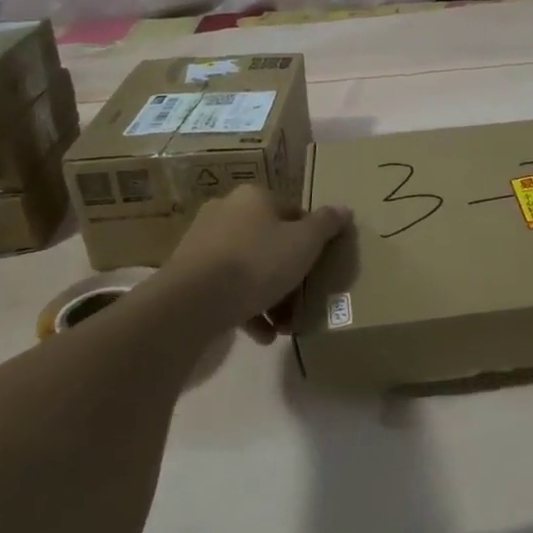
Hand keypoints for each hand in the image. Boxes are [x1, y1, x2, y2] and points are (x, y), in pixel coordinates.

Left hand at [154, 184, 350, 342]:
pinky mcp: (188, 275)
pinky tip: (262, 335)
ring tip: (285, 326)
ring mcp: (203, 244)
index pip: (293, 212)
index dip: (312, 240)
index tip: (319, 267)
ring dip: (271, 297)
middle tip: (303, 300)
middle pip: (270, 243)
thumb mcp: (305, 242)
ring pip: (248, 268)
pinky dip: (246, 309)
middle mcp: (226, 213)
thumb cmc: (258, 262)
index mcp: (254, 197)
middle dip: (289, 275)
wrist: (192, 302)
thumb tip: (344, 209)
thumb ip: (327, 224)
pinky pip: (226, 289)